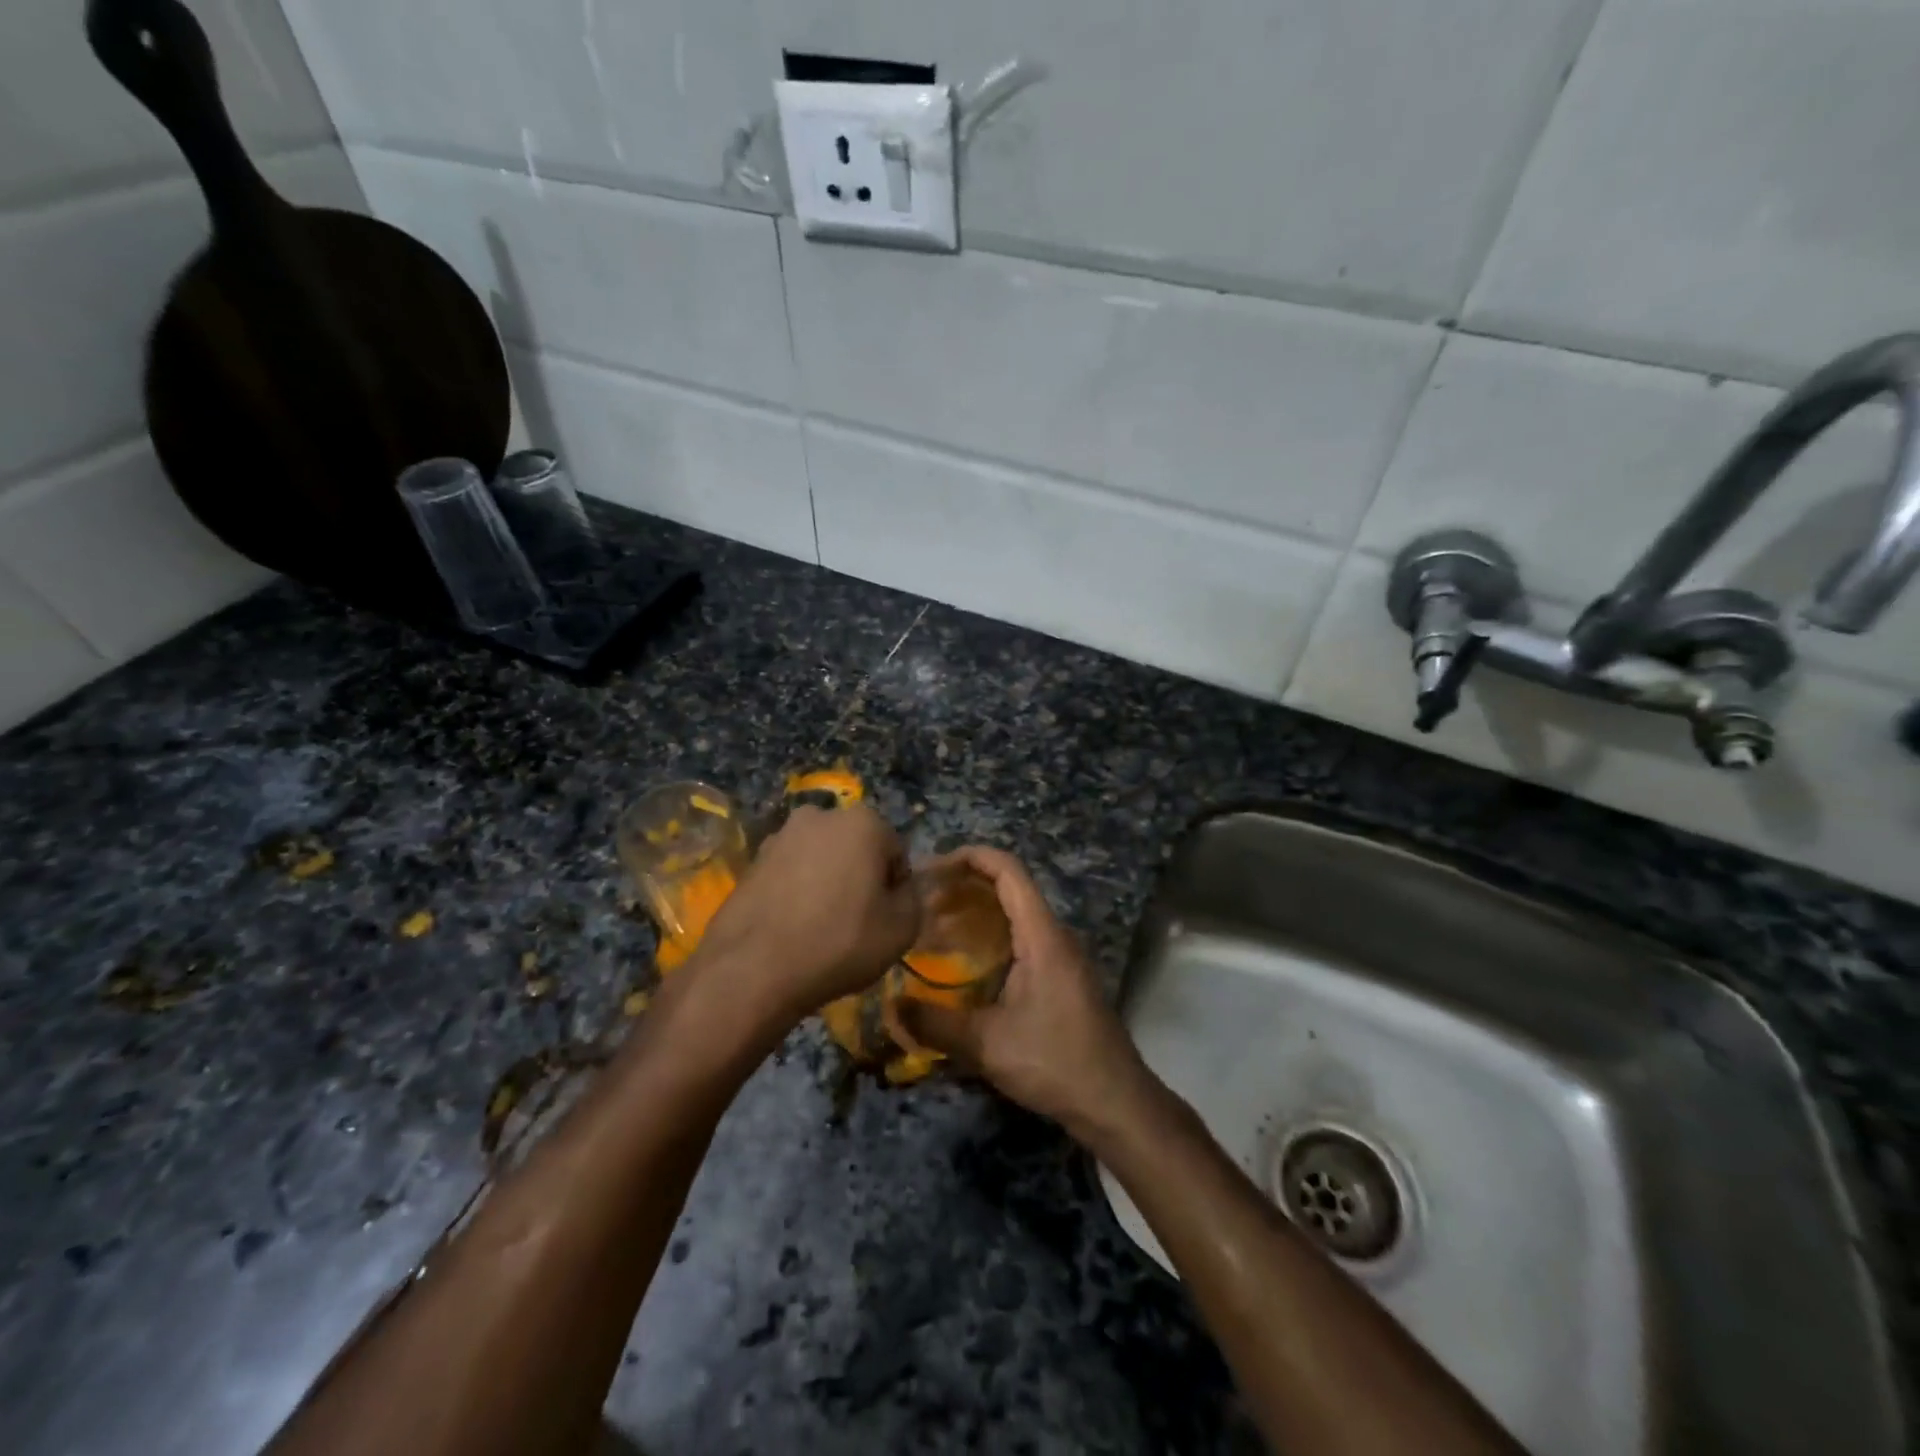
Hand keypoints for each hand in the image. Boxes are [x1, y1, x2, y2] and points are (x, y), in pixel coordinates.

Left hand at [695, 804, 919, 1020]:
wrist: (753, 969)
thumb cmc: (840, 942)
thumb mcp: (902, 929)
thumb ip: (913, 899)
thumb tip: (899, 890)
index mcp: (864, 822)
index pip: (896, 854)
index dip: (895, 889)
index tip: (885, 920)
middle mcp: (820, 815)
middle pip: (856, 849)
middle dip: (859, 878)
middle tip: (856, 923)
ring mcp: (780, 836)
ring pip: (820, 860)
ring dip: (826, 884)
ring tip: (820, 929)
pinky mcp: (752, 861)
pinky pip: (790, 874)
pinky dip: (796, 893)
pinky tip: (792, 928)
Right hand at [898, 847, 1147, 1133]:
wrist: (1115, 1102)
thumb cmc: (1055, 1062)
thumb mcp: (988, 1045)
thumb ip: (936, 1024)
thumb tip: (892, 1006)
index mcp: (1042, 935)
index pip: (1008, 870)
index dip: (971, 857)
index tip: (932, 866)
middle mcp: (1055, 935)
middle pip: (1011, 887)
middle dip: (966, 884)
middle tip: (924, 900)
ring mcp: (1063, 955)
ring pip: (1018, 912)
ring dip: (979, 910)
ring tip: (936, 925)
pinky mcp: (1064, 976)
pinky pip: (1024, 935)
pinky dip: (992, 933)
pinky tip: (967, 960)